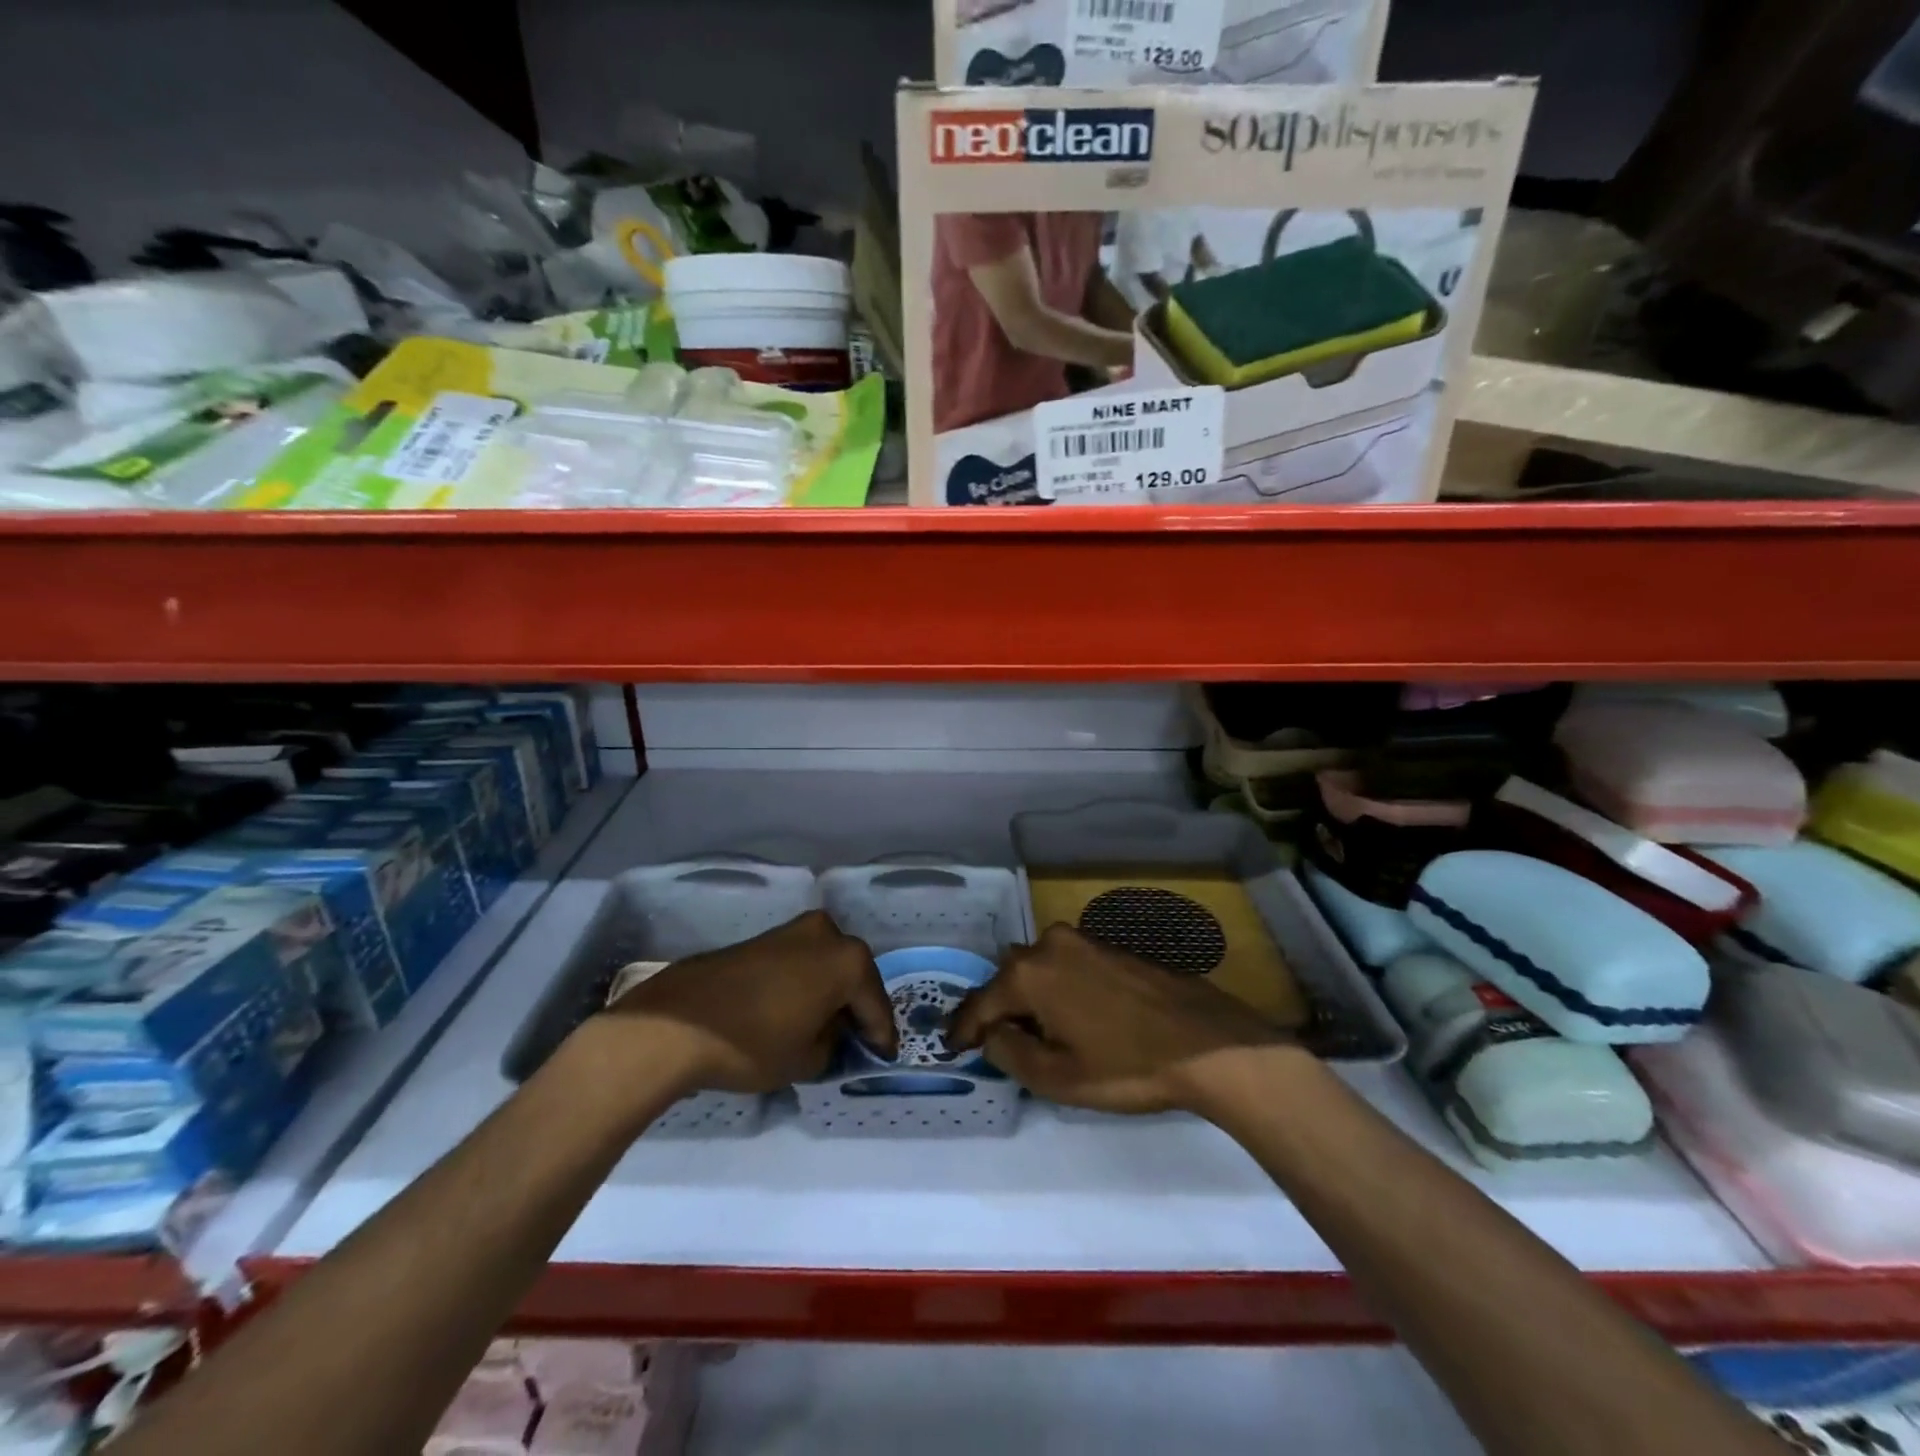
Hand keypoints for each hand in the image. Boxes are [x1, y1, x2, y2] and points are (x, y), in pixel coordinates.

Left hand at [601, 911, 896, 1096]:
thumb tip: (830, 1033)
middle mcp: (828, 934)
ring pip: (826, 967)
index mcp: (849, 960)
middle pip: (854, 978)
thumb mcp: (807, 1059)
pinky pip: (801, 963)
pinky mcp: (764, 938)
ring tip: (825, 1028)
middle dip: (856, 1008)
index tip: (882, 1058)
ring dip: (830, 994)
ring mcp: (793, 930)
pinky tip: (797, 1011)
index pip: (875, 1006)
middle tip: (857, 1042)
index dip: (880, 1037)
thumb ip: (833, 1045)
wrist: (678, 1023)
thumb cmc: (753, 1042)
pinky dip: (806, 985)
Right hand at [946, 923, 1287, 1113]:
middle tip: (995, 1042)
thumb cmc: (1127, 1066)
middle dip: (999, 1009)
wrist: (1207, 1042)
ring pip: (1040, 968)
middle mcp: (1050, 945)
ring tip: (1035, 1032)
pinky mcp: (1111, 946)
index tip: (953, 1047)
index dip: (964, 1029)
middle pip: (1009, 978)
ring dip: (1031, 997)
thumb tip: (993, 1034)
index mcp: (1030, 973)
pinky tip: (1072, 1015)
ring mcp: (1084, 940)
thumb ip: (1011, 1053)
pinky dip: (1058, 988)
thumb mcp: (1058, 1078)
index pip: (981, 1002)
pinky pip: (1068, 965)